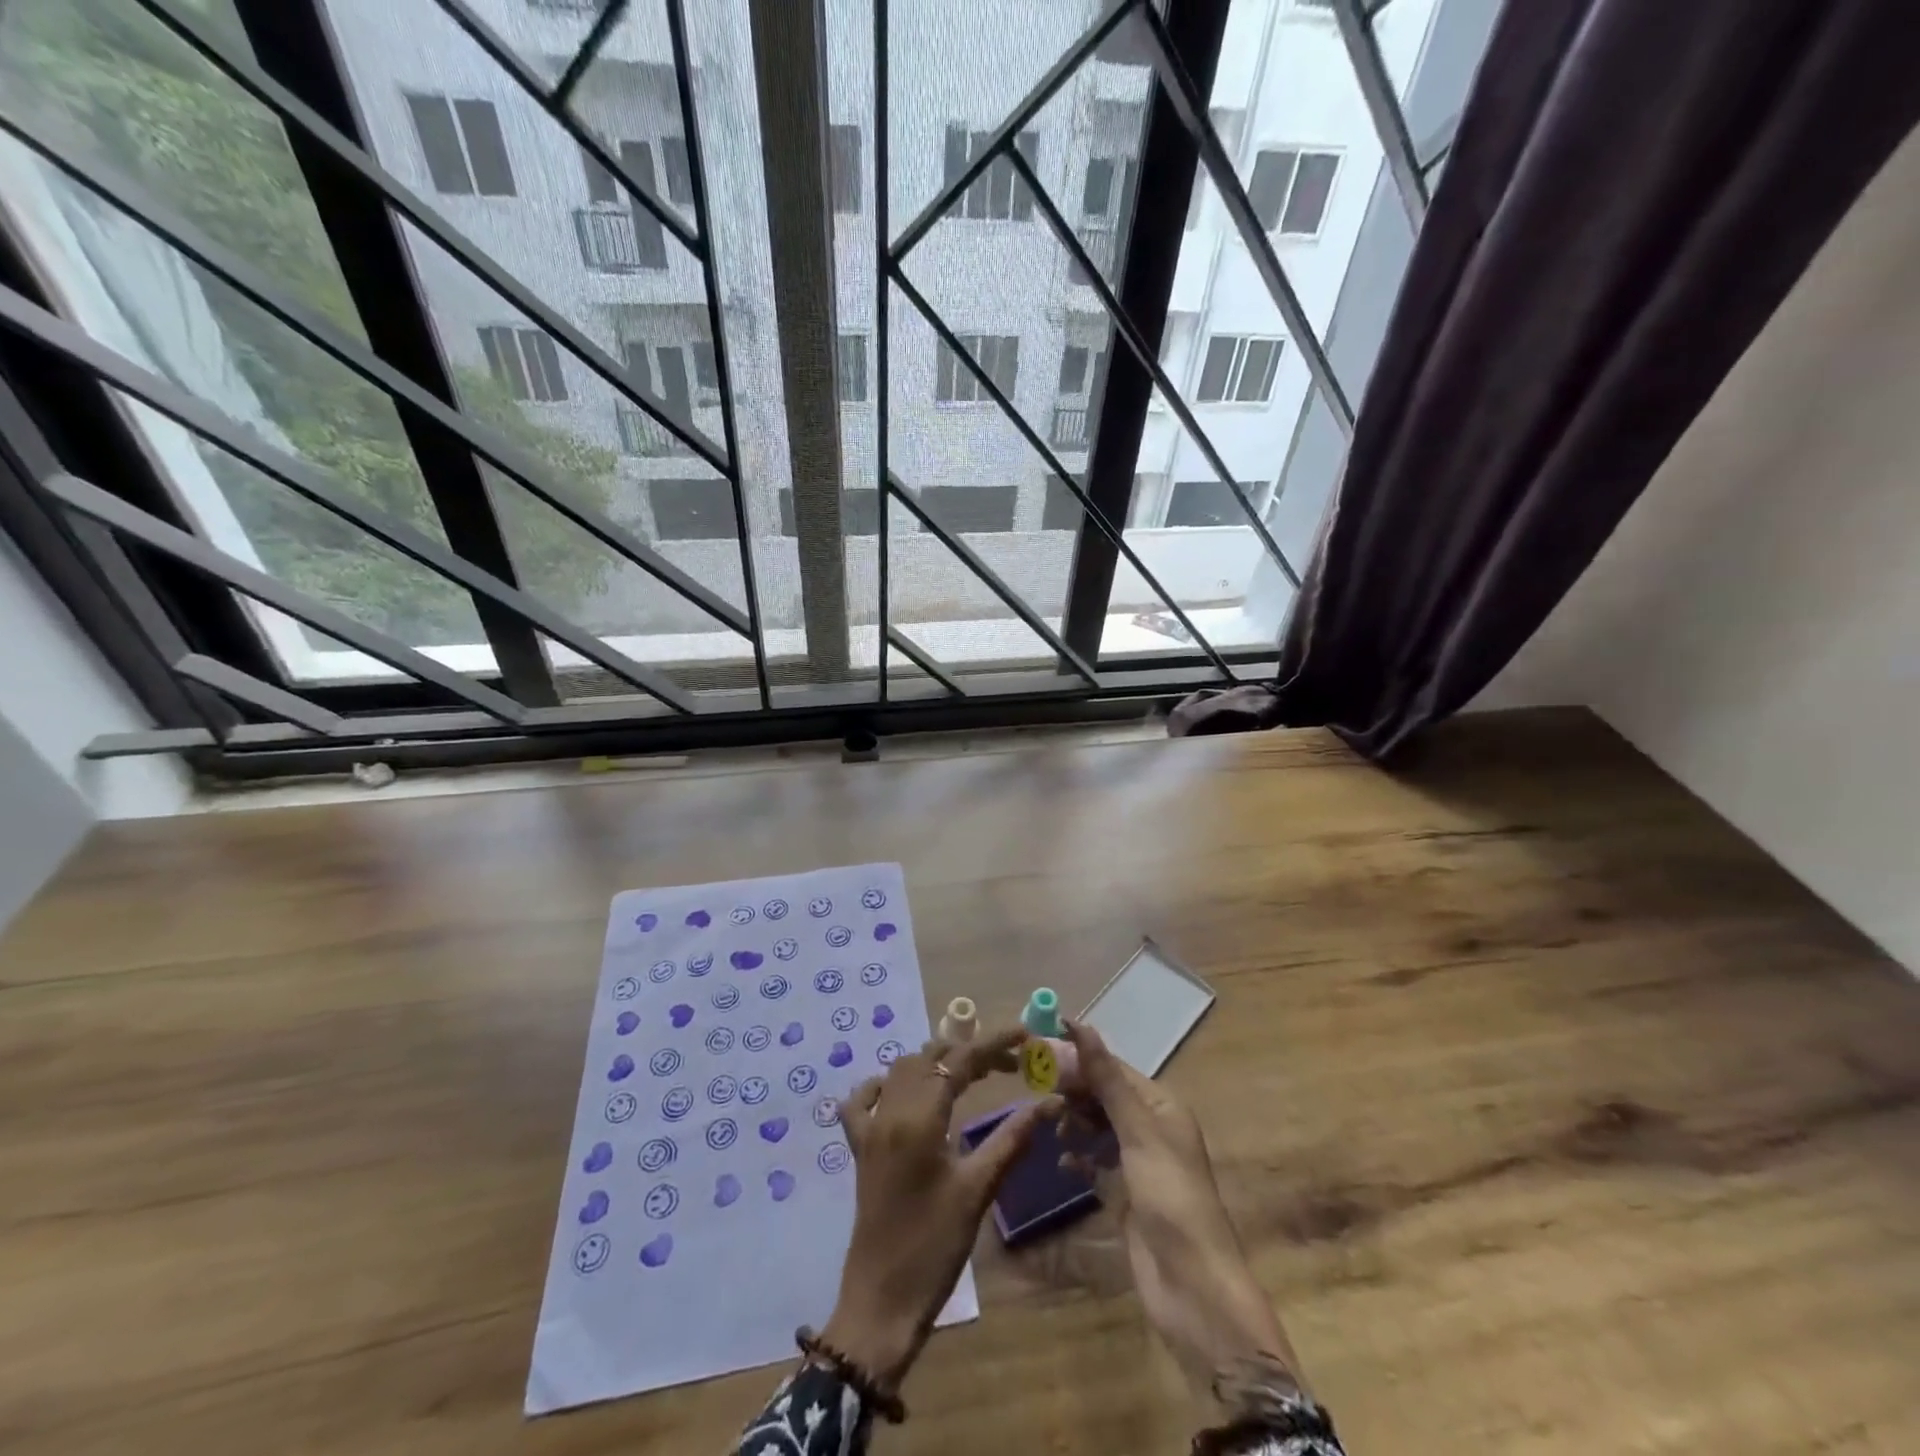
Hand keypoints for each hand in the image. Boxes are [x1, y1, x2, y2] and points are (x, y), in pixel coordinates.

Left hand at [821, 1027, 1053, 1391]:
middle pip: (930, 1058)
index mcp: (919, 1118)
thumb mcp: (978, 1190)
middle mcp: (890, 1111)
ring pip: (900, 1070)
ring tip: (970, 1073)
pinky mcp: (859, 1148)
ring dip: (934, 1062)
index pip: (960, 1061)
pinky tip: (904, 1094)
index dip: (994, 1043)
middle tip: (1008, 1063)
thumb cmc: (934, 1246)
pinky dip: (884, 1085)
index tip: (1025, 1035)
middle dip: (969, 1051)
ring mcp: (869, 1128)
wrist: (882, 1301)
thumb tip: (1050, 1102)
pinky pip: (862, 1100)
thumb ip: (1012, 1138)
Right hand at [1059, 1021, 1304, 1404]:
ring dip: (1076, 1121)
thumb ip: (1108, 1080)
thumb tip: (1081, 1026)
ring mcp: (1139, 1163)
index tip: (1041, 1045)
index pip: (1114, 1068)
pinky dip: (1080, 1157)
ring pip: (1099, 1126)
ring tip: (1053, 1126)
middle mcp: (1152, 1128)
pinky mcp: (1127, 1194)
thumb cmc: (1170, 1198)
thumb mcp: (1138, 1132)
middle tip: (1038, 1086)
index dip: (1080, 1056)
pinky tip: (1064, 1162)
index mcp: (1162, 1106)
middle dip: (1075, 1088)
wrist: (1193, 1287)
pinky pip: (1097, 1162)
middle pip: (1105, 1094)